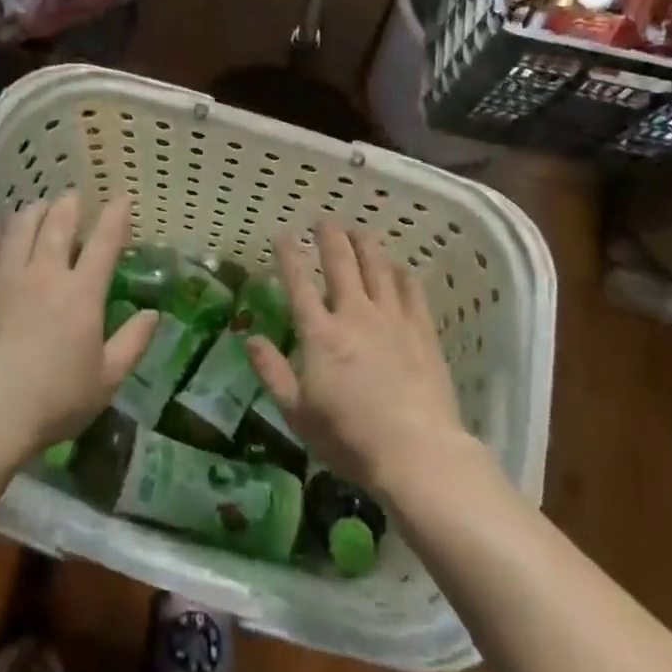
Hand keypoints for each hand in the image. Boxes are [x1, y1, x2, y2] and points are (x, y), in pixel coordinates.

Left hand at [0, 191, 158, 458]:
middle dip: (69, 206)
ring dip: (32, 213)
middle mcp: (45, 274)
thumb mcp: (106, 379)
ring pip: (20, 230)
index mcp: (82, 293)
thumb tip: (153, 314)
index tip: (122, 198)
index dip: (115, 217)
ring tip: (37, 206)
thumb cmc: (54, 399)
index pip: (104, 243)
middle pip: (57, 226)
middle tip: (73, 197)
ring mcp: (5, 279)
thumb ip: (132, 343)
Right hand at [246, 221, 468, 498]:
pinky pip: (411, 290)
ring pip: (377, 268)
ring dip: (366, 244)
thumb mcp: (297, 412)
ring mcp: (392, 319)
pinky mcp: (422, 331)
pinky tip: (399, 265)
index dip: (289, 255)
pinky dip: (402, 273)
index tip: (283, 233)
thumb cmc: (348, 437)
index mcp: (320, 333)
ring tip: (359, 229)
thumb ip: (272, 371)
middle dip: (330, 237)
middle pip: (341, 263)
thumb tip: (249, 337)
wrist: (416, 451)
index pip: (299, 283)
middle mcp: (354, 314)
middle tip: (324, 220)